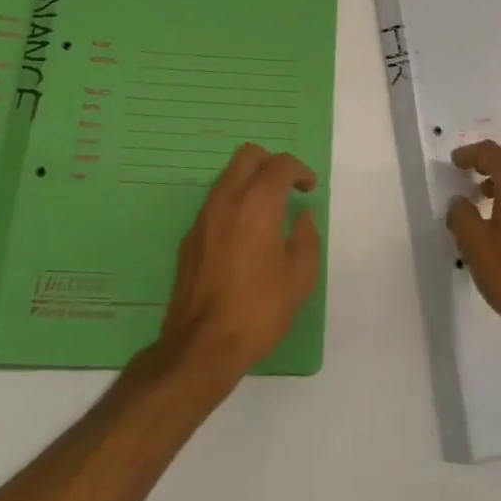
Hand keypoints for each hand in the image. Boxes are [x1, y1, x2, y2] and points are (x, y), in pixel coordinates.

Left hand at [153, 144, 321, 386]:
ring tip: (268, 209)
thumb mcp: (299, 279)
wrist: (201, 345)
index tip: (309, 188)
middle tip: (287, 187)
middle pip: (248, 155)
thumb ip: (306, 239)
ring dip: (250, 181)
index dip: (299, 171)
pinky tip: (244, 233)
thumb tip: (303, 218)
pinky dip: (234, 202)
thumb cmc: (258, 310)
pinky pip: (215, 202)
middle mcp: (227, 199)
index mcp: (258, 203)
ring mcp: (204, 216)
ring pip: (228, 176)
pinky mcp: (191, 236)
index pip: (280, 165)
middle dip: (271, 163)